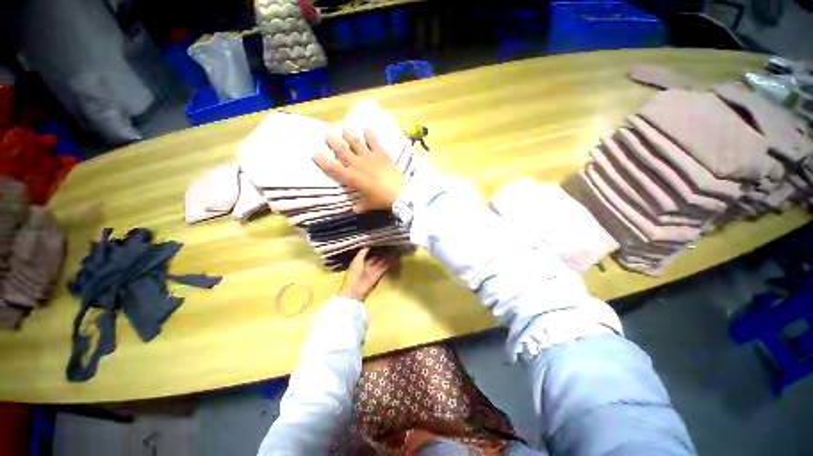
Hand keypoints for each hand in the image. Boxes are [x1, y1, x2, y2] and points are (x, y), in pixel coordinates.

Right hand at [314, 129, 403, 212]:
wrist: (400, 192)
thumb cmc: (382, 200)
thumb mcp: (370, 204)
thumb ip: (361, 206)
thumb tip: (355, 209)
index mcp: (352, 178)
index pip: (333, 168)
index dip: (323, 160)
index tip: (315, 153)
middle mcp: (358, 165)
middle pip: (342, 150)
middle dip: (333, 141)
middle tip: (327, 133)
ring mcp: (370, 157)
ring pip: (356, 143)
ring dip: (349, 135)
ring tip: (343, 128)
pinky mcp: (381, 154)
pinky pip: (374, 142)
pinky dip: (370, 135)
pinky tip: (367, 128)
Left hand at [338, 248, 397, 301]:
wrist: (355, 289)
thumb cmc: (354, 273)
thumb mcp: (357, 260)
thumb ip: (362, 252)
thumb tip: (368, 244)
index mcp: (360, 262)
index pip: (368, 254)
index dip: (373, 249)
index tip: (379, 243)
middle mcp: (367, 265)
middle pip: (375, 258)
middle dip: (381, 253)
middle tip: (388, 246)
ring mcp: (373, 270)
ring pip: (380, 262)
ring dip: (386, 258)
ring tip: (392, 250)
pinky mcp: (378, 275)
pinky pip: (384, 267)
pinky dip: (388, 263)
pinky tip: (393, 258)